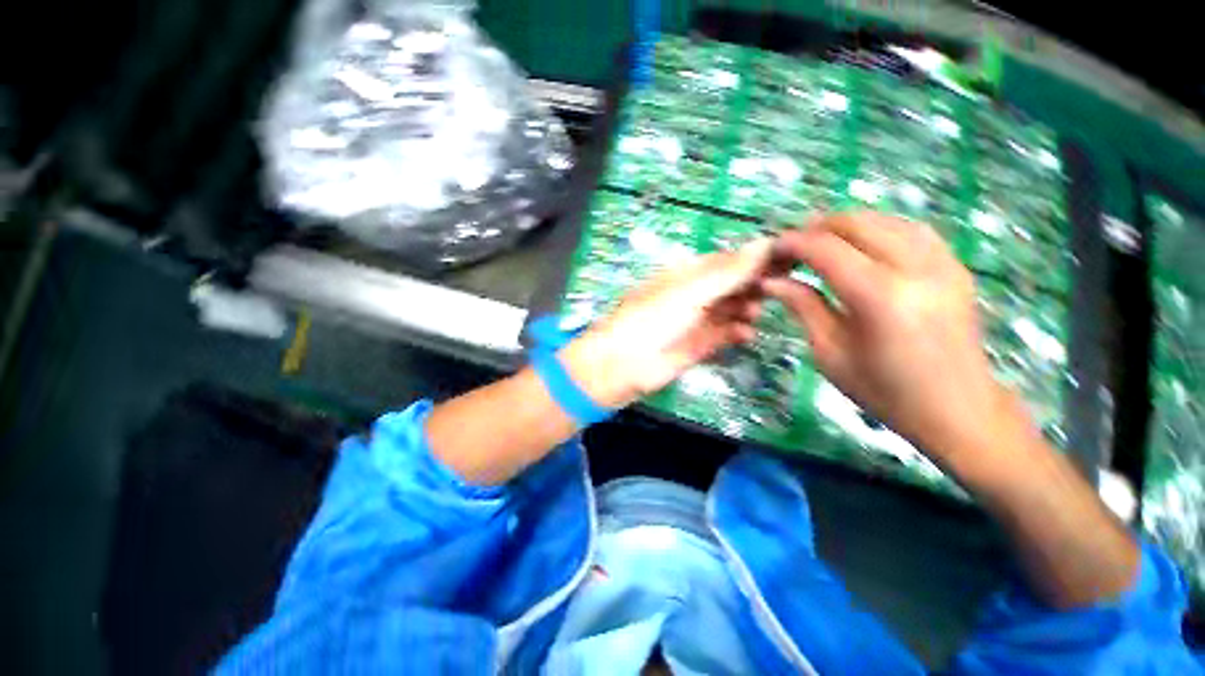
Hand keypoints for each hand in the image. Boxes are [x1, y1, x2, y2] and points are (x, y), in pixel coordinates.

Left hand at [562, 239, 772, 408]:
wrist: (622, 364)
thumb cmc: (651, 320)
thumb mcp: (688, 292)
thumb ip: (726, 273)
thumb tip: (765, 243)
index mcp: (687, 274)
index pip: (727, 261)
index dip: (754, 259)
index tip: (788, 259)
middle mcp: (694, 295)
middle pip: (732, 285)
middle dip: (754, 285)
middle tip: (779, 288)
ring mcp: (697, 321)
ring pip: (732, 310)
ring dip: (747, 308)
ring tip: (754, 311)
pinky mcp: (699, 346)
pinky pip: (725, 335)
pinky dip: (737, 333)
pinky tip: (745, 333)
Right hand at [765, 212, 1029, 463]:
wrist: (957, 409)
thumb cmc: (884, 390)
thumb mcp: (830, 351)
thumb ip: (802, 306)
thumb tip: (772, 281)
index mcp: (879, 297)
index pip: (826, 249)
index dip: (793, 243)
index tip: (772, 250)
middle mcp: (915, 269)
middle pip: (857, 223)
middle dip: (817, 228)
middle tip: (793, 247)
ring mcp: (942, 263)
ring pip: (885, 219)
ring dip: (846, 225)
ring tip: (821, 242)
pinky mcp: (954, 266)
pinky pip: (910, 229)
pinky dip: (878, 229)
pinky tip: (862, 245)